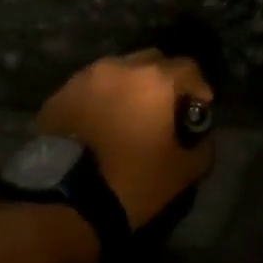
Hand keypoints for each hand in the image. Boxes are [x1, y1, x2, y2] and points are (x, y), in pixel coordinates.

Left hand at [35, 50, 214, 228]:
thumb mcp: (183, 172)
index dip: (198, 88)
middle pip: (151, 62)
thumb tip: (201, 137)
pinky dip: (100, 99)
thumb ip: (202, 147)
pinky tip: (99, 125)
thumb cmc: (132, 181)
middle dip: (163, 81)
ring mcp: (85, 77)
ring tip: (128, 117)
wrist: (64, 200)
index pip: (188, 68)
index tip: (198, 110)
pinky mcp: (59, 94)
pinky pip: (90, 88)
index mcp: (154, 80)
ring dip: (129, 88)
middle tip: (163, 111)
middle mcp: (120, 67)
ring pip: (118, 72)